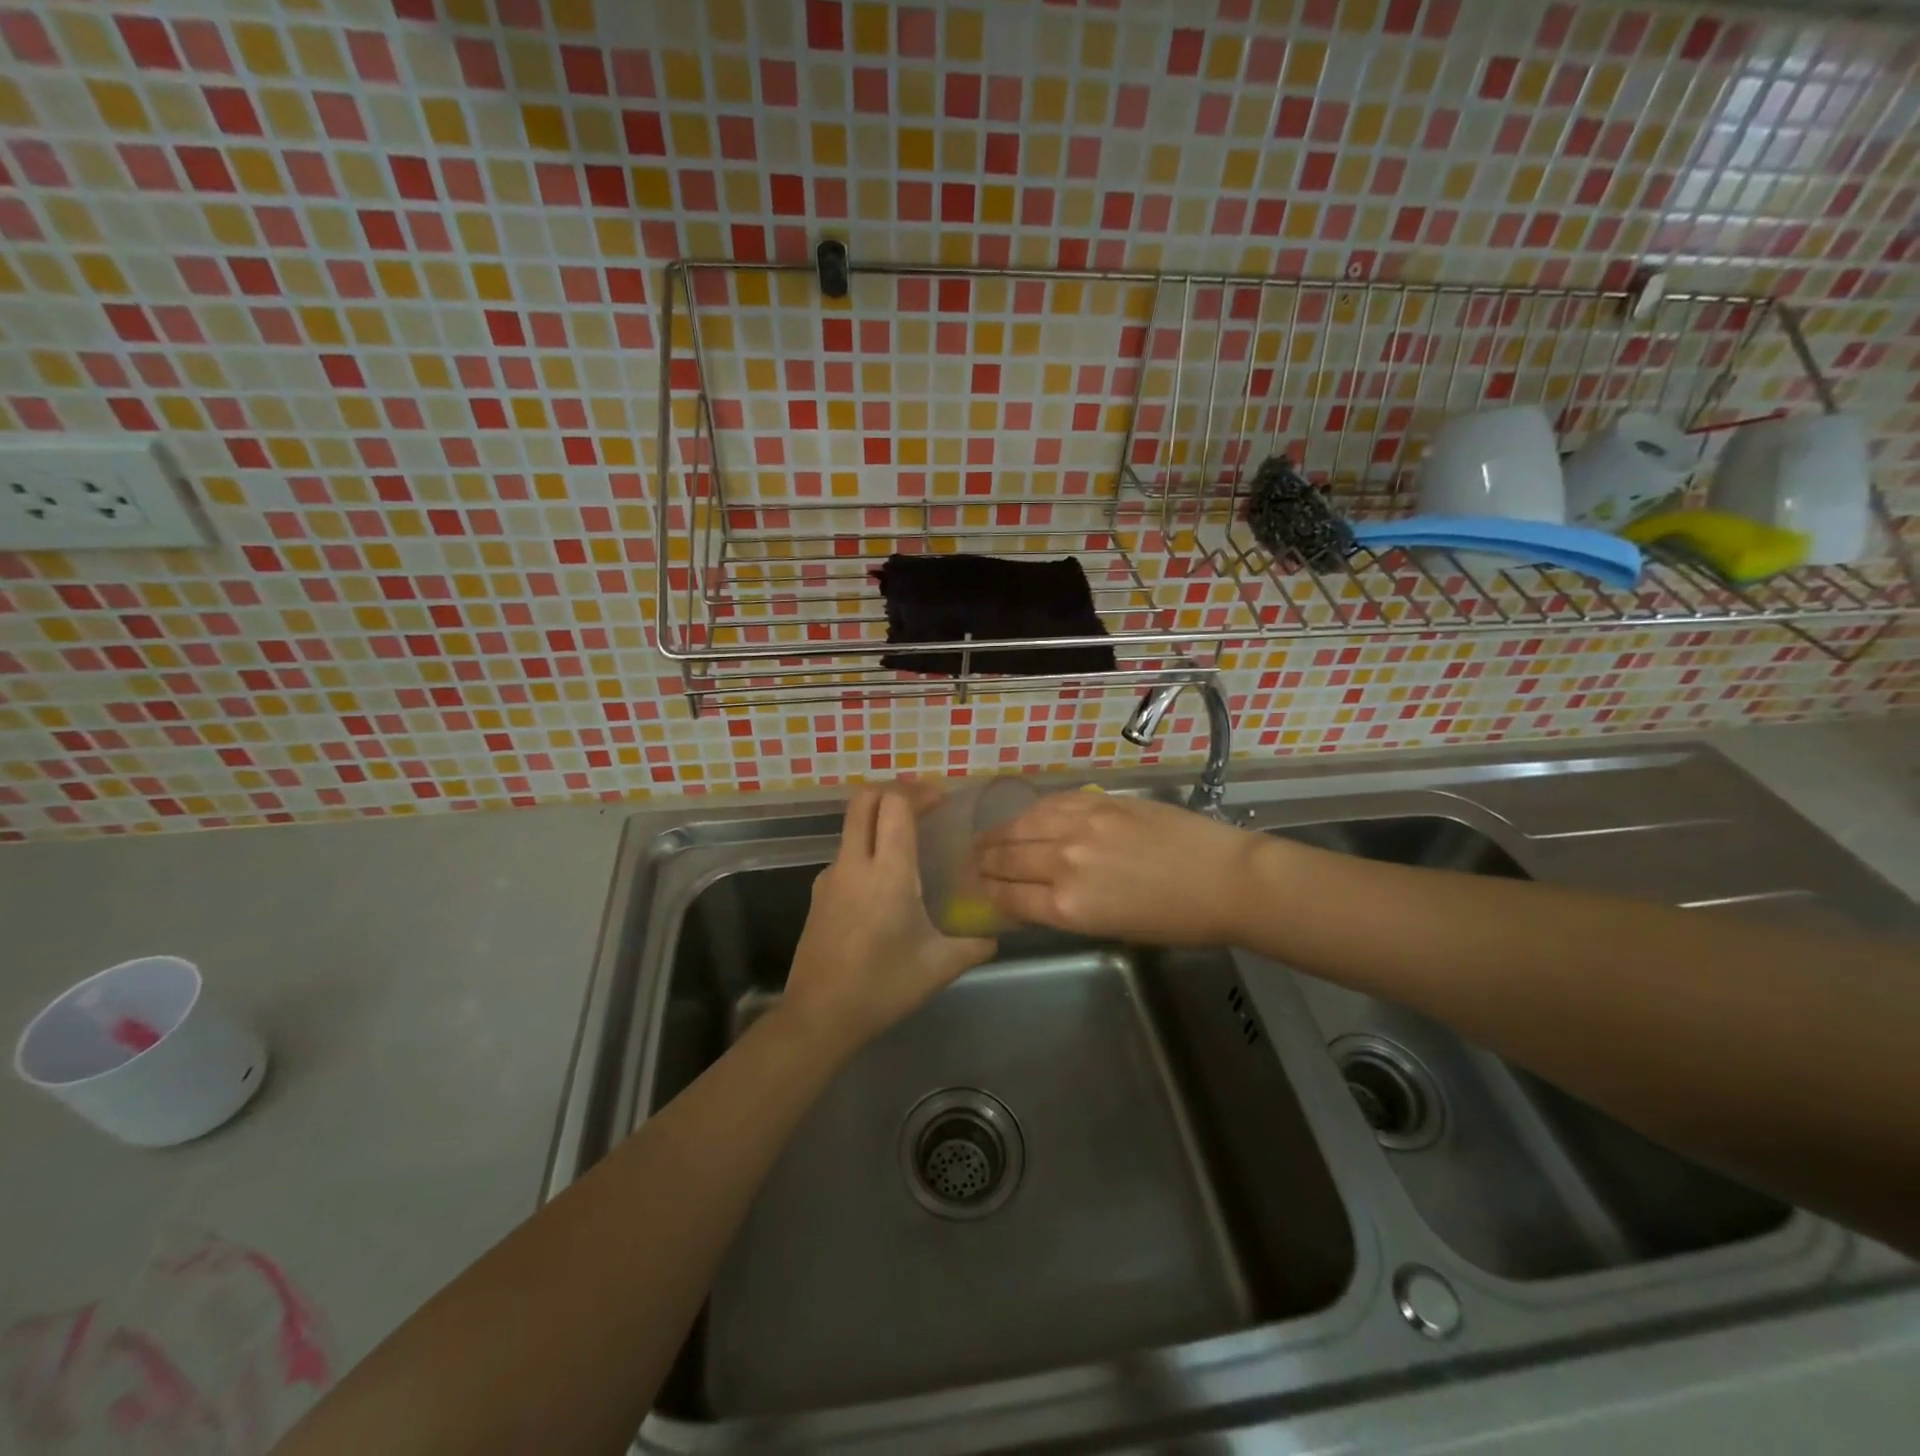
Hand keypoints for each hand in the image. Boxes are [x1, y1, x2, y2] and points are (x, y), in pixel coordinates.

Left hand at [782, 787, 996, 1053]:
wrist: (819, 1017)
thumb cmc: (882, 987)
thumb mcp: (939, 967)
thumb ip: (974, 945)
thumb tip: (996, 935)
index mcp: (888, 872)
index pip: (895, 804)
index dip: (919, 791)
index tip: (942, 800)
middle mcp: (854, 863)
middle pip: (864, 799)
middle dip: (894, 791)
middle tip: (923, 807)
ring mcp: (830, 877)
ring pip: (852, 826)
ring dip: (879, 821)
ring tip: (909, 844)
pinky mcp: (818, 894)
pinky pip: (845, 855)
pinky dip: (867, 850)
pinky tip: (885, 884)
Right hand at [976, 791, 1264, 945]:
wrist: (1225, 880)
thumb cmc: (1175, 921)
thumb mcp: (1111, 928)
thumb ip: (1068, 909)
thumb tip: (1039, 895)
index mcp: (1066, 906)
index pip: (1007, 896)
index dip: (987, 892)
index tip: (978, 888)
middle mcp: (1063, 863)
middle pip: (1006, 858)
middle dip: (984, 861)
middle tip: (973, 861)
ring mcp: (1080, 826)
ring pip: (1022, 824)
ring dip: (999, 832)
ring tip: (988, 835)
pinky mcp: (1099, 802)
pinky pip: (1052, 802)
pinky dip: (1032, 810)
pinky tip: (1026, 814)